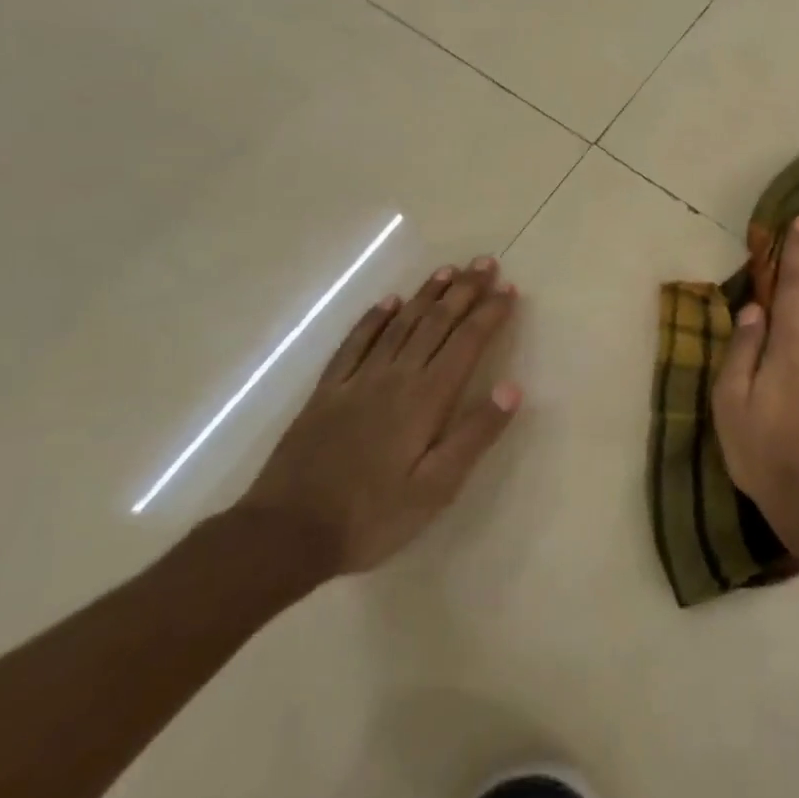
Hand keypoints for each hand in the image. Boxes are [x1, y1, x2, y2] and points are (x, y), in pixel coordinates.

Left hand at [237, 258, 521, 576]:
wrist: (285, 534)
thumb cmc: (373, 516)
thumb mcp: (437, 488)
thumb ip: (475, 434)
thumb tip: (513, 387)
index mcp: (427, 398)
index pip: (467, 342)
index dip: (490, 313)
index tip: (510, 289)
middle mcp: (396, 377)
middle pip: (436, 323)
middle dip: (464, 290)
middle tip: (485, 263)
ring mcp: (358, 380)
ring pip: (400, 324)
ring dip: (427, 295)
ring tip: (448, 270)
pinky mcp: (327, 392)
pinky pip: (355, 343)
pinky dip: (374, 318)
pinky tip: (388, 302)